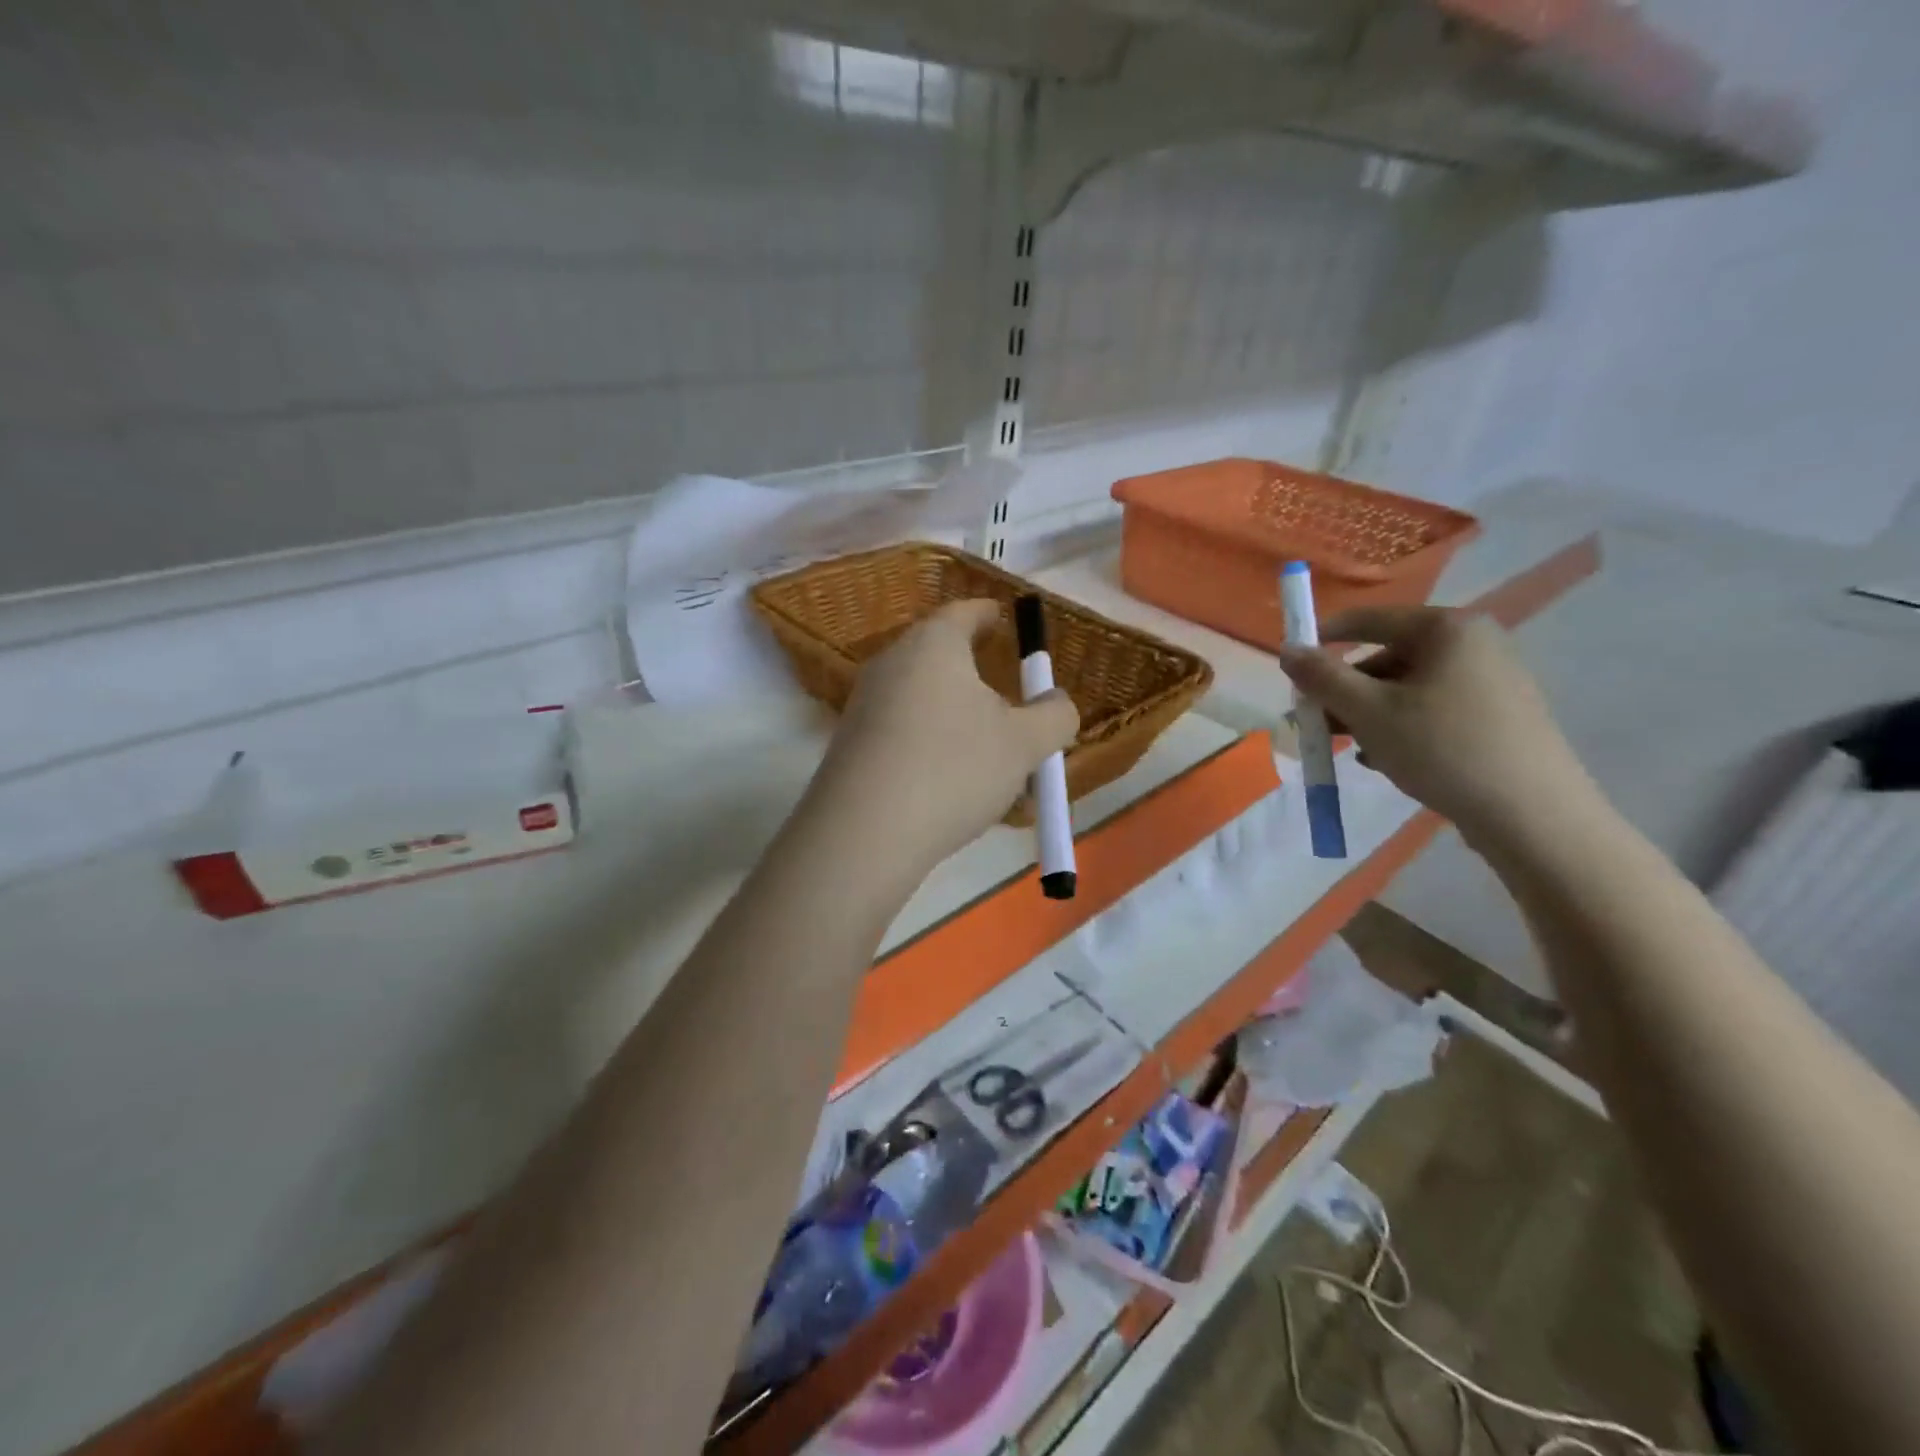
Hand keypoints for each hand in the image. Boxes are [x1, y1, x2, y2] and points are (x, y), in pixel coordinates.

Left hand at [815, 599, 1079, 872]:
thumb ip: (1054, 715)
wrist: (863, 834)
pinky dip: (935, 751)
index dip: (988, 614)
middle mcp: (892, 664)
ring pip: (927, 704)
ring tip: (995, 766)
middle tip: (1010, 702)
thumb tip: (1057, 701)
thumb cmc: (954, 769)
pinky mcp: (851, 746)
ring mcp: (865, 705)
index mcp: (933, 644)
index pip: (964, 611)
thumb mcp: (1024, 744)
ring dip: (962, 725)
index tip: (1003, 619)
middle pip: (942, 658)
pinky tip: (956, 792)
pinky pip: (905, 735)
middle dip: (980, 679)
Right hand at [1277, 606, 1597, 850]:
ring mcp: (1492, 679)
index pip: (1368, 620)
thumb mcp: (1369, 712)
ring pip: (1408, 688)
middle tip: (1318, 723)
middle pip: (1387, 657)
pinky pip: (1433, 709)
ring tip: (1353, 749)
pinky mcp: (1499, 715)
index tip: (1291, 669)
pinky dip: (1403, 728)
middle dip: (1347, 691)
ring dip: (1370, 714)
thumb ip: (1322, 677)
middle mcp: (1474, 643)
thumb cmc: (1442, 749)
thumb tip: (1287, 650)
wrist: (1532, 814)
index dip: (1323, 640)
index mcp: (1447, 629)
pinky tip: (1388, 760)